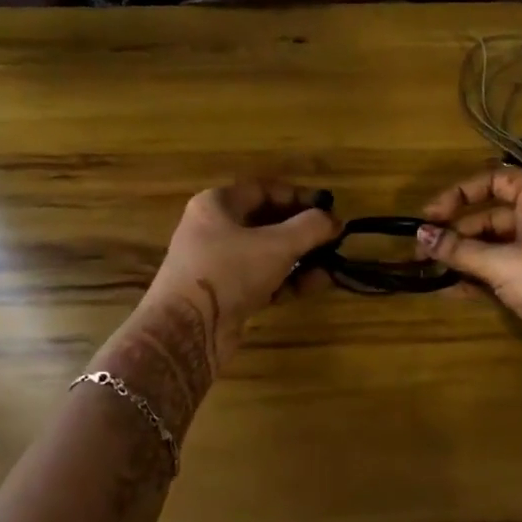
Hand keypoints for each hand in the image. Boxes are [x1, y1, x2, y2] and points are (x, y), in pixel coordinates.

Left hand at [149, 180, 339, 360]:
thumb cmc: (229, 272)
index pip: (263, 190)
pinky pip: (262, 279)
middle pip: (266, 222)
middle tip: (334, 238)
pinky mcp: (225, 294)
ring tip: (333, 264)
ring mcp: (218, 264)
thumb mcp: (277, 245)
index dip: (298, 197)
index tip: (328, 207)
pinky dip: (288, 280)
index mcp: (216, 205)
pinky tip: (317, 284)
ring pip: (266, 253)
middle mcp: (214, 229)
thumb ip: (310, 228)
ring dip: (300, 258)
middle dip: (302, 231)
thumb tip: (334, 220)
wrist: (187, 331)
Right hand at [416, 169, 521, 388]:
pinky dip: (480, 278)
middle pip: (492, 216)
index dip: (460, 193)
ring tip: (429, 271)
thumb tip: (420, 235)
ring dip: (464, 257)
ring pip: (496, 247)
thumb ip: (459, 249)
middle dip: (456, 232)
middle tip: (422, 250)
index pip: (496, 180)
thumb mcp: (503, 264)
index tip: (430, 215)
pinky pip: (505, 272)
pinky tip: (450, 290)